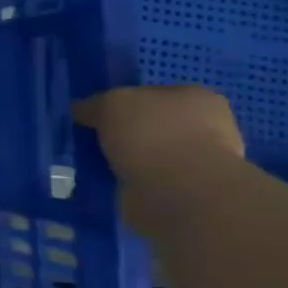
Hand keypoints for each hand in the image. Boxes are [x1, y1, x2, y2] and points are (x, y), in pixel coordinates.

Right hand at [74, 84, 243, 185]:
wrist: (181, 194)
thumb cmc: (152, 135)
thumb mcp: (111, 103)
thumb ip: (95, 104)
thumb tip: (82, 111)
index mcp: (195, 97)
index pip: (150, 94)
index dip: (120, 103)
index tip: (95, 116)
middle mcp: (205, 126)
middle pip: (150, 124)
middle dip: (124, 133)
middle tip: (93, 141)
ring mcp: (199, 161)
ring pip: (149, 153)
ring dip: (125, 159)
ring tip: (96, 164)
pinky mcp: (188, 192)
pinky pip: (148, 179)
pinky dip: (129, 181)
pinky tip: (109, 182)